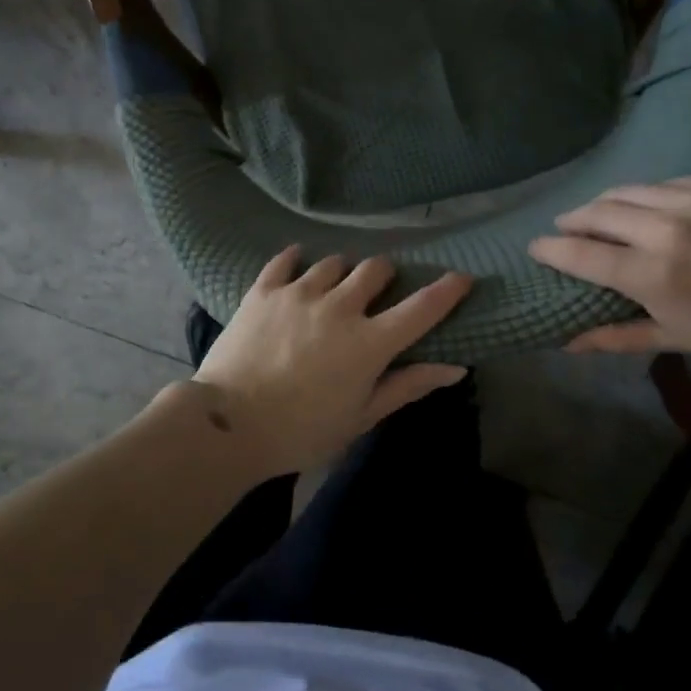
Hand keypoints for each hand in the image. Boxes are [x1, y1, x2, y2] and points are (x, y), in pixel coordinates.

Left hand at [180, 248, 473, 477]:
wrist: (229, 424)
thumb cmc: (302, 431)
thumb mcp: (361, 417)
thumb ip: (407, 386)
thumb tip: (456, 368)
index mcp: (369, 342)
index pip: (420, 308)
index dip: (446, 290)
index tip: (461, 277)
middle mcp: (339, 306)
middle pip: (374, 269)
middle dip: (384, 276)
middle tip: (376, 291)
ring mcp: (299, 293)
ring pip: (333, 262)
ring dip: (341, 271)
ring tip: (332, 286)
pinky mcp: (264, 290)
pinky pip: (285, 260)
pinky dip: (295, 259)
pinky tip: (296, 264)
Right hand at [528, 175, 690, 353]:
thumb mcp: (672, 337)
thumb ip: (614, 336)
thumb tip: (566, 343)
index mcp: (651, 272)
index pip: (581, 253)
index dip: (551, 248)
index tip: (536, 247)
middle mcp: (664, 229)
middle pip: (596, 212)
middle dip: (573, 220)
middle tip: (566, 228)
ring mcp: (690, 199)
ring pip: (625, 191)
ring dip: (603, 203)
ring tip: (599, 213)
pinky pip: (661, 183)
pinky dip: (645, 195)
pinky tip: (648, 207)